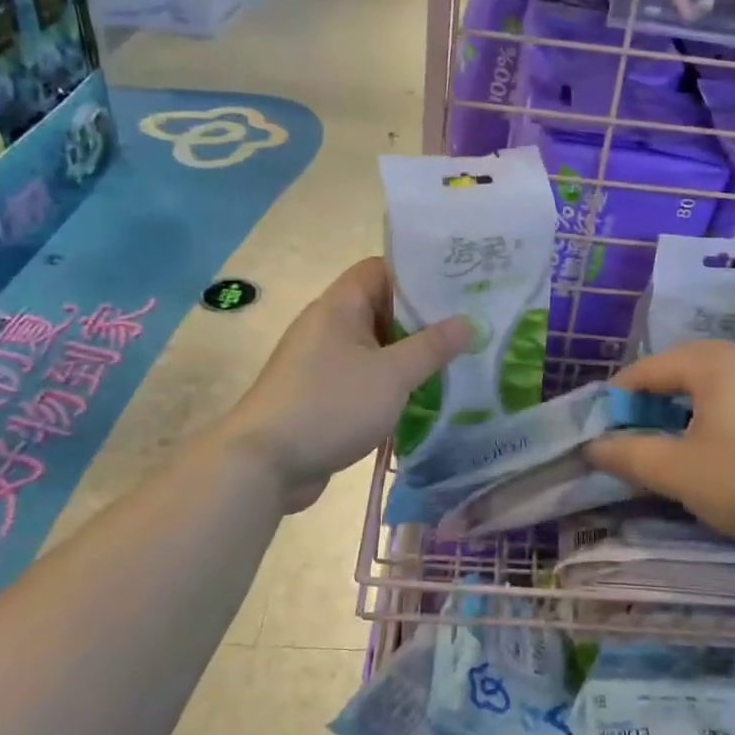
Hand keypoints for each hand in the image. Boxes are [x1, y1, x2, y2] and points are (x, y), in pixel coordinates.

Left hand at [228, 257, 471, 511]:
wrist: (264, 464)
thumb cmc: (330, 405)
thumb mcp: (392, 375)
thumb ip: (432, 347)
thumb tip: (469, 321)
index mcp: (340, 307)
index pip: (381, 269)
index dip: (419, 272)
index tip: (460, 283)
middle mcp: (329, 326)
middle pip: (382, 307)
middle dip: (424, 317)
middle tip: (470, 323)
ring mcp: (324, 362)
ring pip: (376, 346)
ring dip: (411, 353)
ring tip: (458, 358)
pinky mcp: (324, 394)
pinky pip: (366, 376)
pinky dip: (392, 381)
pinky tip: (426, 395)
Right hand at [587, 340, 734, 549]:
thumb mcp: (679, 472)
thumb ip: (630, 456)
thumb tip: (593, 446)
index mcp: (714, 361)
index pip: (651, 367)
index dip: (620, 395)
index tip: (602, 425)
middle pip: (687, 367)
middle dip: (655, 397)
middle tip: (637, 431)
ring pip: (721, 381)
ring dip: (691, 405)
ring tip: (678, 439)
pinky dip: (725, 412)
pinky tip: (728, 445)